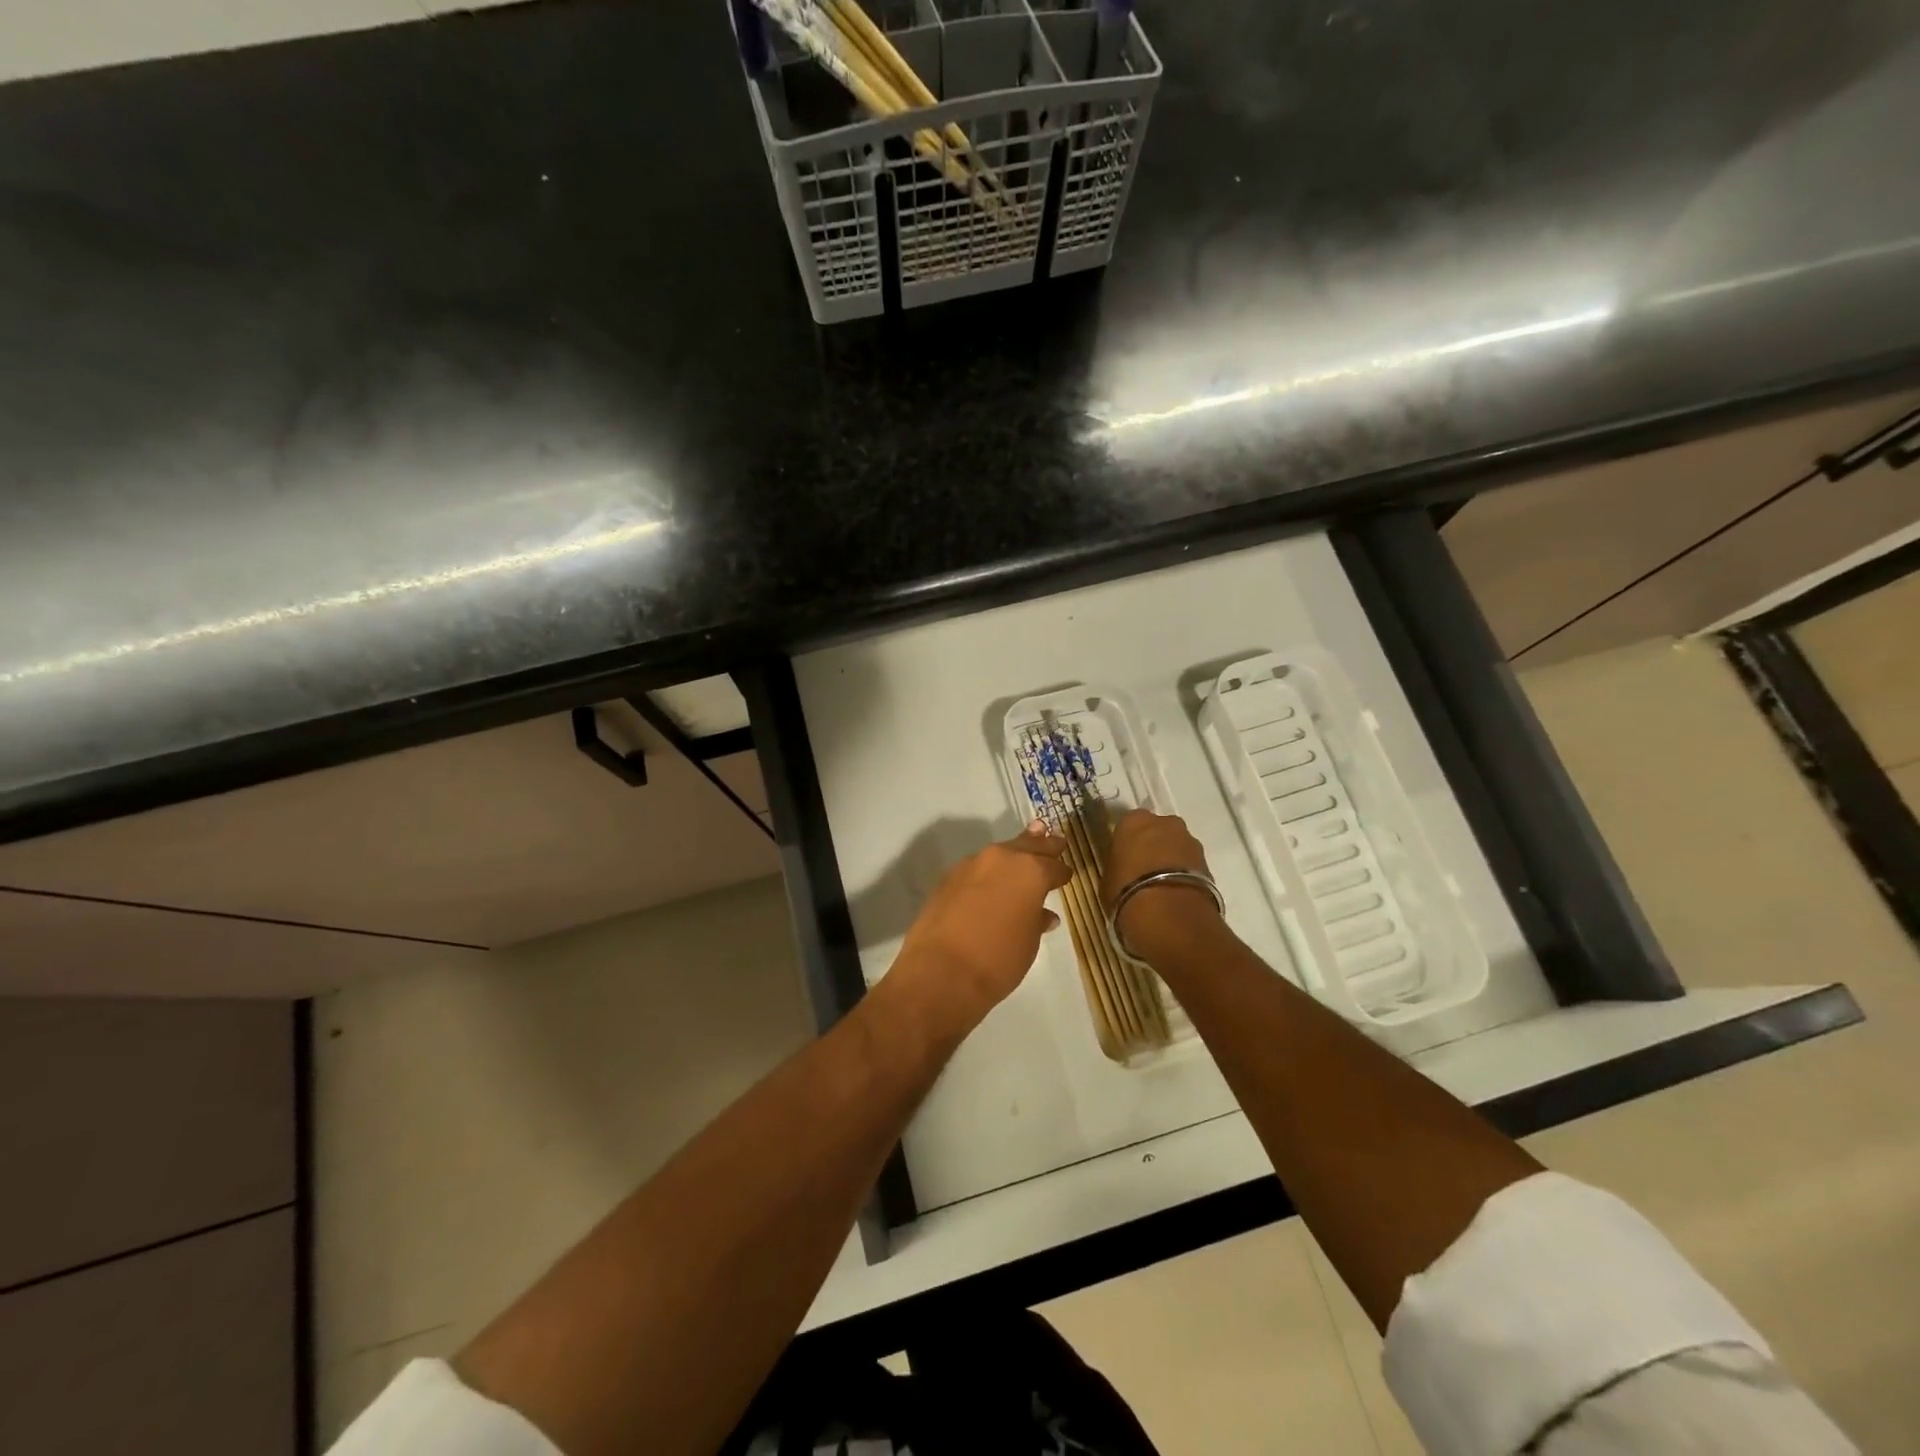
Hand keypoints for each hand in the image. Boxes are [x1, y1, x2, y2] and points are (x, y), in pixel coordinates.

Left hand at [892, 822, 1070, 1027]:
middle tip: (1055, 840)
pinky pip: (976, 869)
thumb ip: (1036, 921)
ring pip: (999, 854)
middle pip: (1026, 847)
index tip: (1066, 875)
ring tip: (1023, 850)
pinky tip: (991, 879)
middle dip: (1041, 845)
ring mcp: (971, 865)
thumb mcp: (1028, 942)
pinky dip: (988, 871)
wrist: (941, 971)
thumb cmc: (998, 959)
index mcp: (1030, 871)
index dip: (1062, 873)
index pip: (1053, 867)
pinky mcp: (948, 878)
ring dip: (1012, 853)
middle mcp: (1001, 859)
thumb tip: (1043, 914)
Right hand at [1102, 809, 1222, 959]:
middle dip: (1153, 845)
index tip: (1124, 858)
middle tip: (1144, 869)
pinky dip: (1185, 873)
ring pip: (1177, 845)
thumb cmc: (1127, 890)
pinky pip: (1190, 863)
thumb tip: (1124, 870)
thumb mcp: (1109, 878)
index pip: (1128, 825)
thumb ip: (1118, 866)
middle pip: (1157, 830)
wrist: (1168, 912)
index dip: (1127, 842)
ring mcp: (1189, 840)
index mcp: (1133, 821)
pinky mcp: (1208, 861)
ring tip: (1163, 884)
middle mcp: (1164, 823)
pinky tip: (1176, 891)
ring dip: (1171, 859)